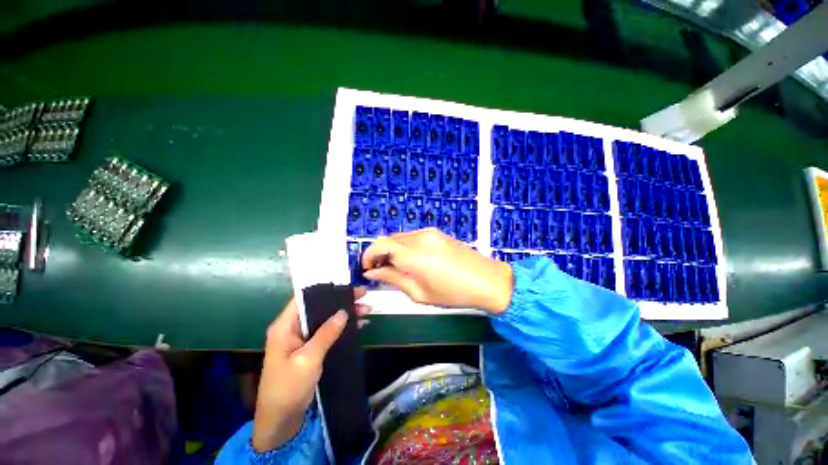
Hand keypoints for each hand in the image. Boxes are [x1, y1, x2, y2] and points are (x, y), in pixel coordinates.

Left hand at [252, 291, 368, 451]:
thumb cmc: (288, 388)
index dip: (324, 289)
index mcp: (285, 326)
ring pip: (326, 319)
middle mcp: (293, 328)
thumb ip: (326, 334)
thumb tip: (343, 312)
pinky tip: (360, 324)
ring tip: (367, 309)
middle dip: (341, 301)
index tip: (346, 285)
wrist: (281, 421)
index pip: (304, 298)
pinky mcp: (311, 349)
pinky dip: (343, 328)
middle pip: (319, 307)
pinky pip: (329, 332)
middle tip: (363, 295)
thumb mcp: (308, 359)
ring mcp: (303, 339)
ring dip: (346, 314)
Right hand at [362, 228, 513, 312]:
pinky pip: (413, 237)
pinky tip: (411, 261)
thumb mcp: (419, 292)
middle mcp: (419, 237)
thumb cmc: (453, 293)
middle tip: (380, 271)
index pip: (380, 245)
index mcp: (413, 254)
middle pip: (389, 239)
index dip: (368, 255)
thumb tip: (373, 273)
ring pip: (400, 237)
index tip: (366, 268)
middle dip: (380, 253)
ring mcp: (429, 233)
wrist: (487, 280)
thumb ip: (393, 278)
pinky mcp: (437, 233)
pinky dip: (405, 247)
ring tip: (397, 268)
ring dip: (393, 250)